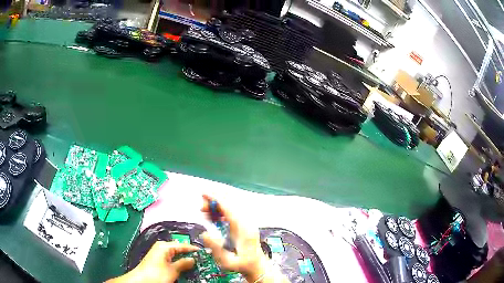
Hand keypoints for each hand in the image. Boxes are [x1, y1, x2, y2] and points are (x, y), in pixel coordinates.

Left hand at [107, 241, 198, 282]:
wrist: (141, 280)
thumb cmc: (156, 274)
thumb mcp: (173, 270)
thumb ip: (183, 263)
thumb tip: (193, 259)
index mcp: (164, 246)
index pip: (183, 245)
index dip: (193, 249)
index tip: (204, 252)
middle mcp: (161, 247)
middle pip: (178, 249)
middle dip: (189, 255)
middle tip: (201, 260)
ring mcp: (158, 253)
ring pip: (175, 255)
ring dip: (183, 260)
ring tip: (194, 265)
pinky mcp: (157, 260)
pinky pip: (170, 259)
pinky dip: (177, 263)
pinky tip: (183, 268)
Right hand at [200, 195, 269, 282]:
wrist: (257, 267)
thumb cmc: (243, 265)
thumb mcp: (227, 262)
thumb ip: (216, 249)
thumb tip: (205, 233)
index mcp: (243, 230)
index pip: (229, 208)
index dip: (216, 199)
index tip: (204, 194)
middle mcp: (246, 223)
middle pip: (230, 205)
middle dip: (214, 202)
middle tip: (201, 208)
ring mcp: (246, 224)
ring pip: (230, 208)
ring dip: (217, 207)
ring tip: (204, 212)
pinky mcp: (244, 226)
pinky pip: (231, 214)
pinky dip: (221, 212)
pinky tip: (212, 217)